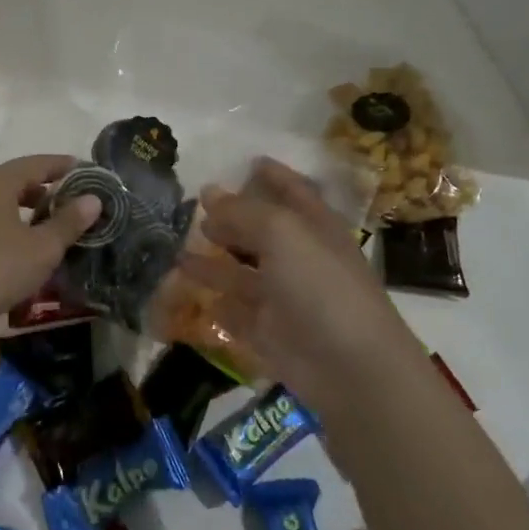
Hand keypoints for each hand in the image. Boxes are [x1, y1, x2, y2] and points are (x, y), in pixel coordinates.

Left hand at [0, 155, 100, 328]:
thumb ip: (68, 221)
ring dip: (31, 208)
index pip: (38, 163)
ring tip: (56, 223)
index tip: (90, 173)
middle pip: (19, 179)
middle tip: (77, 201)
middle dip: (49, 188)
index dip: (66, 167)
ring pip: (5, 200)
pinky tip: (28, 244)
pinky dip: (14, 223)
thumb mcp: (42, 247)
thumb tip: (93, 199)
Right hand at [179, 158, 417, 410]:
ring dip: (213, 262)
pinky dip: (217, 303)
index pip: (294, 192)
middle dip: (232, 220)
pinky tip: (194, 295)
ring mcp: (286, 299)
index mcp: (315, 228)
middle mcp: (301, 260)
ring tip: (178, 250)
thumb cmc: (321, 286)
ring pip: (243, 275)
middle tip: (195, 209)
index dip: (274, 176)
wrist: (350, 368)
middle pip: (263, 233)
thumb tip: (209, 193)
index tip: (250, 161)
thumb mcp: (282, 233)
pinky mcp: (271, 334)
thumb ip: (243, 212)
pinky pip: (237, 314)